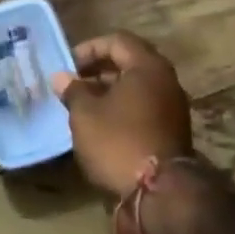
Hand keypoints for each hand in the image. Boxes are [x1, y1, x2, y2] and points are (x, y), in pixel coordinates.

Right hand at [50, 32, 192, 200]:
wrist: (160, 193)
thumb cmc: (118, 141)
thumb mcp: (85, 114)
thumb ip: (73, 91)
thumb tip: (61, 77)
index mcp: (148, 66)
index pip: (118, 41)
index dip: (90, 48)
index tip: (69, 66)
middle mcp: (166, 81)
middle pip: (130, 63)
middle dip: (99, 71)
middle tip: (74, 85)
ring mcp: (173, 108)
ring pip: (137, 89)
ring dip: (110, 93)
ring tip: (83, 108)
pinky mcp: (172, 132)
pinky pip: (143, 109)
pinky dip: (123, 111)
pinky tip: (102, 127)